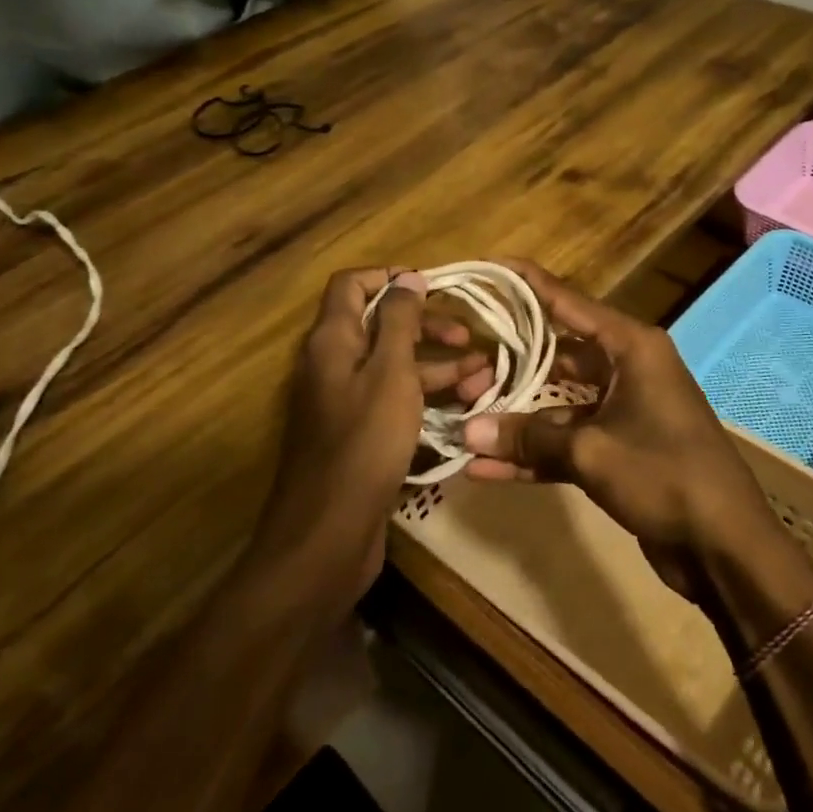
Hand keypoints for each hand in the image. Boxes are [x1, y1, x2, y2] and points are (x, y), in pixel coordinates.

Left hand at [257, 268, 490, 604]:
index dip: (391, 279)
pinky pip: (395, 402)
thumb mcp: (390, 373)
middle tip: (468, 339)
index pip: (352, 285)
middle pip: (380, 326)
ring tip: (484, 378)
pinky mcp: (360, 436)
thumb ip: (399, 321)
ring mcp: (345, 403)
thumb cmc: (364, 444)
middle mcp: (334, 365)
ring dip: (437, 366)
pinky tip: (464, 409)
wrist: (328, 535)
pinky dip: (426, 398)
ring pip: (394, 367)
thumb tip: (407, 276)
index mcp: (332, 341)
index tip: (435, 290)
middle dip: (427, 326)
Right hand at [461, 261, 796, 605]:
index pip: (569, 302)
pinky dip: (536, 454)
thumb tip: (466, 432)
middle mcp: (628, 369)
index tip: (491, 266)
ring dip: (517, 420)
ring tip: (463, 423)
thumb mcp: (591, 451)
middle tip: (461, 365)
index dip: (528, 285)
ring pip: (559, 404)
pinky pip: (569, 442)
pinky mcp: (619, 451)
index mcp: (631, 347)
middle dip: (511, 366)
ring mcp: (623, 411)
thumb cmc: (665, 474)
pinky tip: (488, 469)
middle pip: (558, 355)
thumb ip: (528, 437)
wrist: (725, 546)